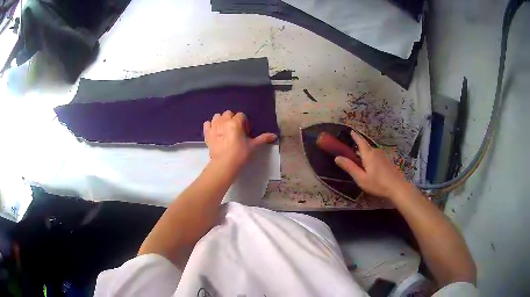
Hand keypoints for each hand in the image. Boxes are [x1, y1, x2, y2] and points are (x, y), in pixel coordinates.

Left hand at [203, 110, 276, 167]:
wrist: (224, 164)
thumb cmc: (240, 154)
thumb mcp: (253, 146)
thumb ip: (263, 139)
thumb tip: (275, 135)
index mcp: (235, 122)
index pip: (241, 115)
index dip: (244, 123)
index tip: (245, 133)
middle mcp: (224, 121)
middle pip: (228, 114)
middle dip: (232, 119)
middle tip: (236, 131)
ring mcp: (214, 126)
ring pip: (217, 116)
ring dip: (221, 120)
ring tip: (225, 130)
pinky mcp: (207, 133)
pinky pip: (207, 123)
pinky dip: (211, 126)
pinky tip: (215, 132)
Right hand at [334, 131, 408, 198]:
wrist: (398, 188)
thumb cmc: (378, 184)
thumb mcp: (361, 178)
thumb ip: (350, 167)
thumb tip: (337, 157)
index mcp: (369, 154)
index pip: (360, 141)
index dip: (355, 136)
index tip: (350, 131)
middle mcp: (376, 152)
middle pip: (365, 147)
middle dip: (358, 147)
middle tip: (350, 151)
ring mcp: (383, 156)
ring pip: (371, 152)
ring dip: (365, 154)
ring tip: (359, 160)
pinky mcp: (387, 161)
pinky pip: (376, 156)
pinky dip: (370, 158)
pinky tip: (370, 167)